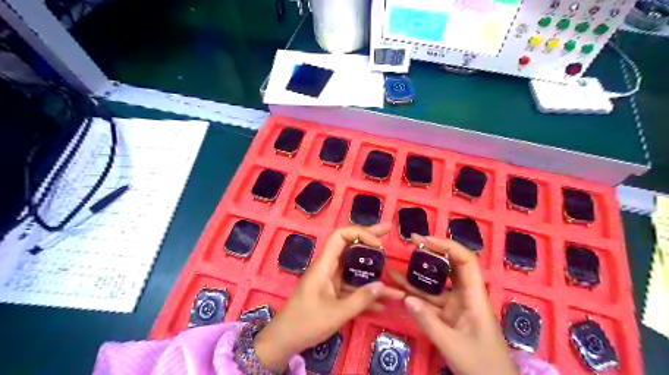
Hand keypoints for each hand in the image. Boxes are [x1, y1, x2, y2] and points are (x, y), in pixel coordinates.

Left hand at [254, 222, 403, 371]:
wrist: (284, 340)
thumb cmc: (306, 323)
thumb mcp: (337, 313)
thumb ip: (361, 299)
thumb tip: (382, 285)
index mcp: (324, 265)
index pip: (340, 236)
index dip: (360, 233)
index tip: (378, 244)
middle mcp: (328, 267)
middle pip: (350, 246)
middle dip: (370, 238)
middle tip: (388, 229)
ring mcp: (331, 279)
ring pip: (354, 267)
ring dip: (373, 270)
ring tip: (394, 271)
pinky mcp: (332, 291)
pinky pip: (352, 285)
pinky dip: (366, 291)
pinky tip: (383, 302)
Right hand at [388, 234, 516, 374]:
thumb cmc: (482, 366)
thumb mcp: (453, 346)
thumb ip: (428, 322)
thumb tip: (405, 299)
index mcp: (475, 297)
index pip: (465, 261)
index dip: (447, 246)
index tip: (425, 240)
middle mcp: (466, 296)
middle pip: (451, 266)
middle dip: (431, 252)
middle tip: (410, 242)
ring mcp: (457, 307)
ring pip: (437, 285)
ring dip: (418, 277)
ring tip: (396, 268)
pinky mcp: (450, 317)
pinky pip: (431, 302)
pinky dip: (416, 297)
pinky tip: (400, 292)